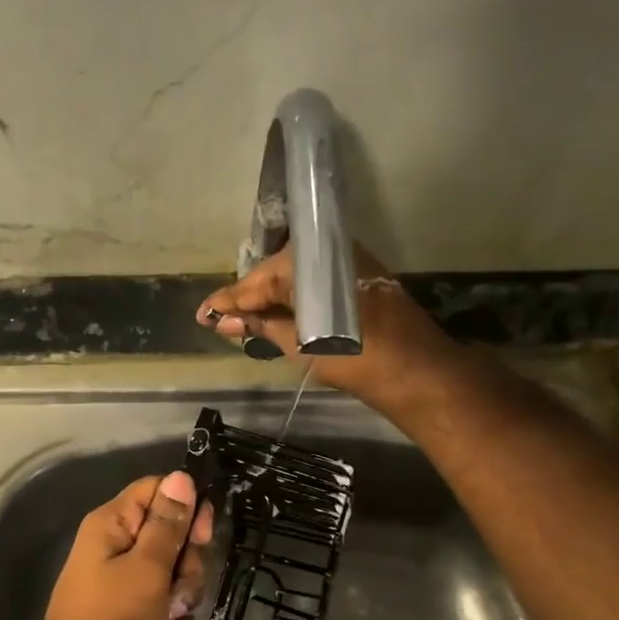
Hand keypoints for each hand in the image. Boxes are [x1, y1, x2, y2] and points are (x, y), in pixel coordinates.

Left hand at [22, 471, 220, 619]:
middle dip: (187, 572)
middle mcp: (114, 554)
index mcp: (111, 528)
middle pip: (171, 542)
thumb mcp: (147, 570)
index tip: (203, 536)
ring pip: (174, 586)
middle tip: (177, 595)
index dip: (185, 507)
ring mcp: (123, 594)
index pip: (156, 492)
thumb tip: (182, 476)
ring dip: (186, 613)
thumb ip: (168, 525)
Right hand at [195, 243, 452, 411]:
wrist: (415, 369)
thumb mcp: (298, 343)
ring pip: (296, 275)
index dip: (226, 301)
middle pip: (273, 273)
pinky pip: (316, 278)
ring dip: (273, 297)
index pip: (253, 282)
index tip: (202, 314)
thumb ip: (259, 327)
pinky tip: (283, 313)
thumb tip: (221, 322)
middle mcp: (325, 250)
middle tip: (224, 320)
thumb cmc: (354, 358)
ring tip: (248, 321)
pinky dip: (297, 295)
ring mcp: (346, 259)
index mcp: (305, 263)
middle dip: (249, 298)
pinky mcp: (361, 272)